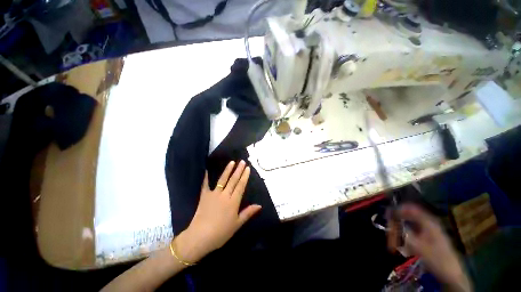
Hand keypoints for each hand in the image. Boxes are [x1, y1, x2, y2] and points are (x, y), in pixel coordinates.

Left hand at [176, 160, 261, 262]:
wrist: (202, 234)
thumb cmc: (222, 232)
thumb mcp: (237, 224)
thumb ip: (247, 213)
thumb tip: (259, 205)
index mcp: (233, 202)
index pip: (240, 187)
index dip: (244, 177)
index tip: (248, 168)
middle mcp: (224, 196)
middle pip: (232, 181)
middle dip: (238, 171)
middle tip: (242, 161)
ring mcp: (213, 195)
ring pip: (222, 180)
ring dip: (227, 171)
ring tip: (231, 162)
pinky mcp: (203, 197)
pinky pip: (205, 185)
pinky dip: (206, 177)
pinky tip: (207, 171)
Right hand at [388, 204, 470, 291]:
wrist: (449, 270)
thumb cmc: (438, 259)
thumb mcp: (422, 250)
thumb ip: (408, 239)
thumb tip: (394, 229)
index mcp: (430, 223)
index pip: (414, 210)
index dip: (401, 210)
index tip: (388, 214)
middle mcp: (430, 224)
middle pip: (412, 218)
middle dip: (400, 223)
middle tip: (388, 234)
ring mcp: (430, 233)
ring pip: (413, 228)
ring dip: (403, 233)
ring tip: (393, 242)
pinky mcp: (429, 241)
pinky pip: (416, 236)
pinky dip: (408, 239)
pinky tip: (404, 248)